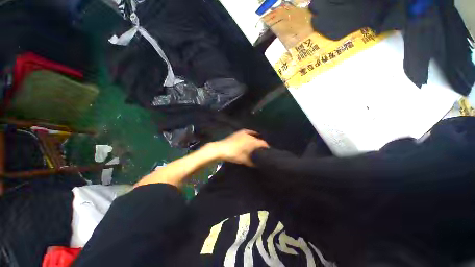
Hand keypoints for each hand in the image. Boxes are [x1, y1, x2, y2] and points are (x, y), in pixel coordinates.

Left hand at [214, 129, 268, 166]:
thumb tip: (257, 164)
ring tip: (256, 145)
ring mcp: (244, 133)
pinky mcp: (239, 132)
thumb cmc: (234, 154)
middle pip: (258, 139)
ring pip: (253, 135)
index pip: (263, 143)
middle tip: (261, 150)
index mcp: (252, 141)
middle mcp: (250, 135)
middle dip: (261, 144)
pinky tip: (250, 136)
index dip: (266, 147)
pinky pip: (247, 132)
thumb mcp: (244, 160)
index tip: (268, 151)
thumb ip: (252, 162)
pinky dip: (250, 134)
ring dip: (256, 139)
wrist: (221, 149)